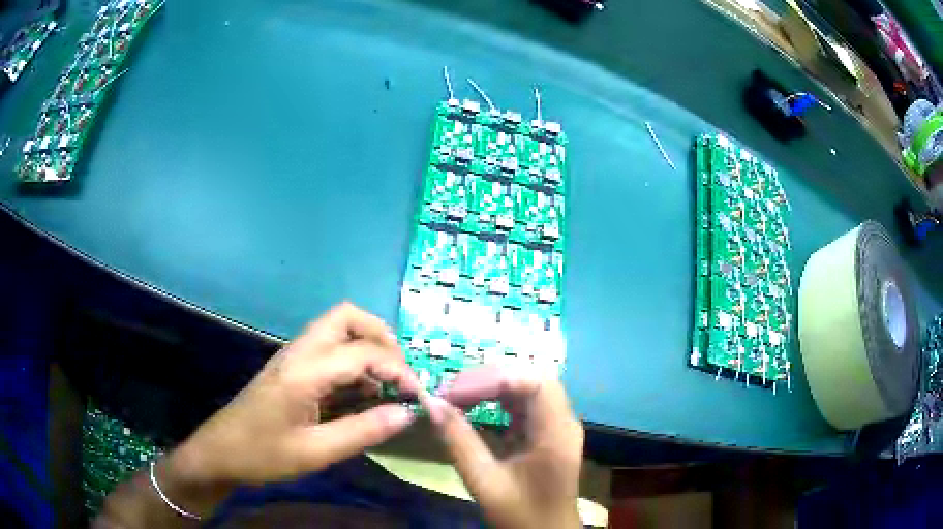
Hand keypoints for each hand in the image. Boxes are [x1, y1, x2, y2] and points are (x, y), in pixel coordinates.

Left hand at [166, 303, 419, 512]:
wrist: (221, 452)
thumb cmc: (264, 454)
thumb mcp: (316, 452)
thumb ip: (363, 431)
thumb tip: (406, 414)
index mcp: (304, 371)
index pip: (363, 351)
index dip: (397, 369)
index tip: (417, 395)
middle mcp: (299, 352)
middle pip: (347, 316)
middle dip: (381, 338)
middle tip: (398, 373)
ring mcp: (293, 357)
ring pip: (338, 328)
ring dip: (368, 347)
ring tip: (386, 384)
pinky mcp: (292, 368)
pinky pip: (330, 349)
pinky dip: (353, 361)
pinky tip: (361, 394)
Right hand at [422, 366, 583, 528]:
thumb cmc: (521, 515)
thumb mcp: (485, 481)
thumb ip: (459, 441)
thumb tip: (430, 404)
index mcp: (557, 432)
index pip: (533, 383)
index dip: (492, 379)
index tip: (453, 392)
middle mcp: (563, 421)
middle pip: (531, 379)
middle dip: (490, 379)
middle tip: (451, 391)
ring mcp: (557, 426)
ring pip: (528, 387)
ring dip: (492, 386)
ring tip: (457, 396)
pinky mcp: (547, 433)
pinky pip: (524, 404)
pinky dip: (498, 400)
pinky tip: (476, 406)